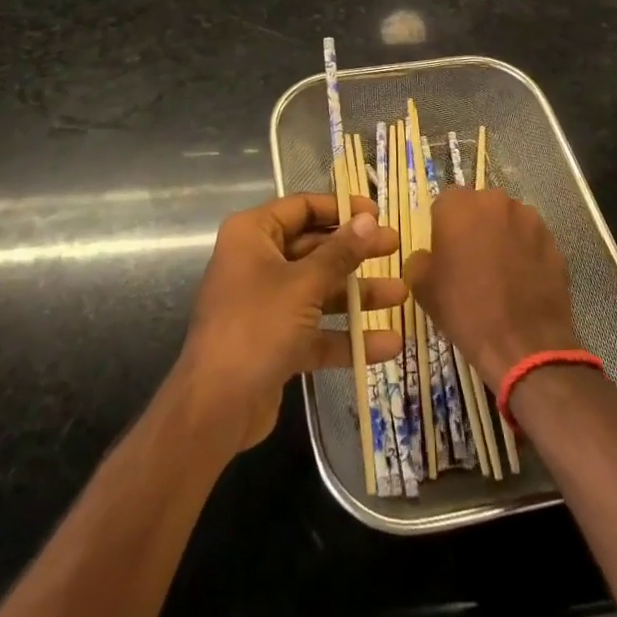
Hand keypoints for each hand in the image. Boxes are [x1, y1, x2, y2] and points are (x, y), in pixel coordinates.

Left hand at [173, 193, 403, 454]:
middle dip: (355, 252)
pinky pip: (316, 330)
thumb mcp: (303, 284)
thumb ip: (339, 252)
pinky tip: (387, 344)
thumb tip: (369, 220)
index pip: (302, 208)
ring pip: (319, 290)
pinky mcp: (276, 342)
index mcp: (253, 234)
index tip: (377, 214)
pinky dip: (346, 336)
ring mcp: (266, 304)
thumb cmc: (257, 326)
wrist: (215, 408)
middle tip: (396, 248)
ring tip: (401, 295)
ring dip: (357, 295)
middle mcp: (257, 262)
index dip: (341, 209)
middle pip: (314, 248)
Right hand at [406, 187, 578, 389]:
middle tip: (472, 259)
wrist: (524, 345)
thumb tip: (429, 255)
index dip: (443, 224)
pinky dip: (525, 252)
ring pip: (508, 220)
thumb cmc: (465, 310)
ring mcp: (529, 219)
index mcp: (459, 205)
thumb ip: (420, 259)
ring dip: (502, 236)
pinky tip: (522, 281)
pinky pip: (531, 239)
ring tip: (501, 271)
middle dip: (475, 225)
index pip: (446, 201)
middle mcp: (495, 201)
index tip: (445, 249)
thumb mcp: (422, 287)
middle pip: (480, 206)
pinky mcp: (553, 241)